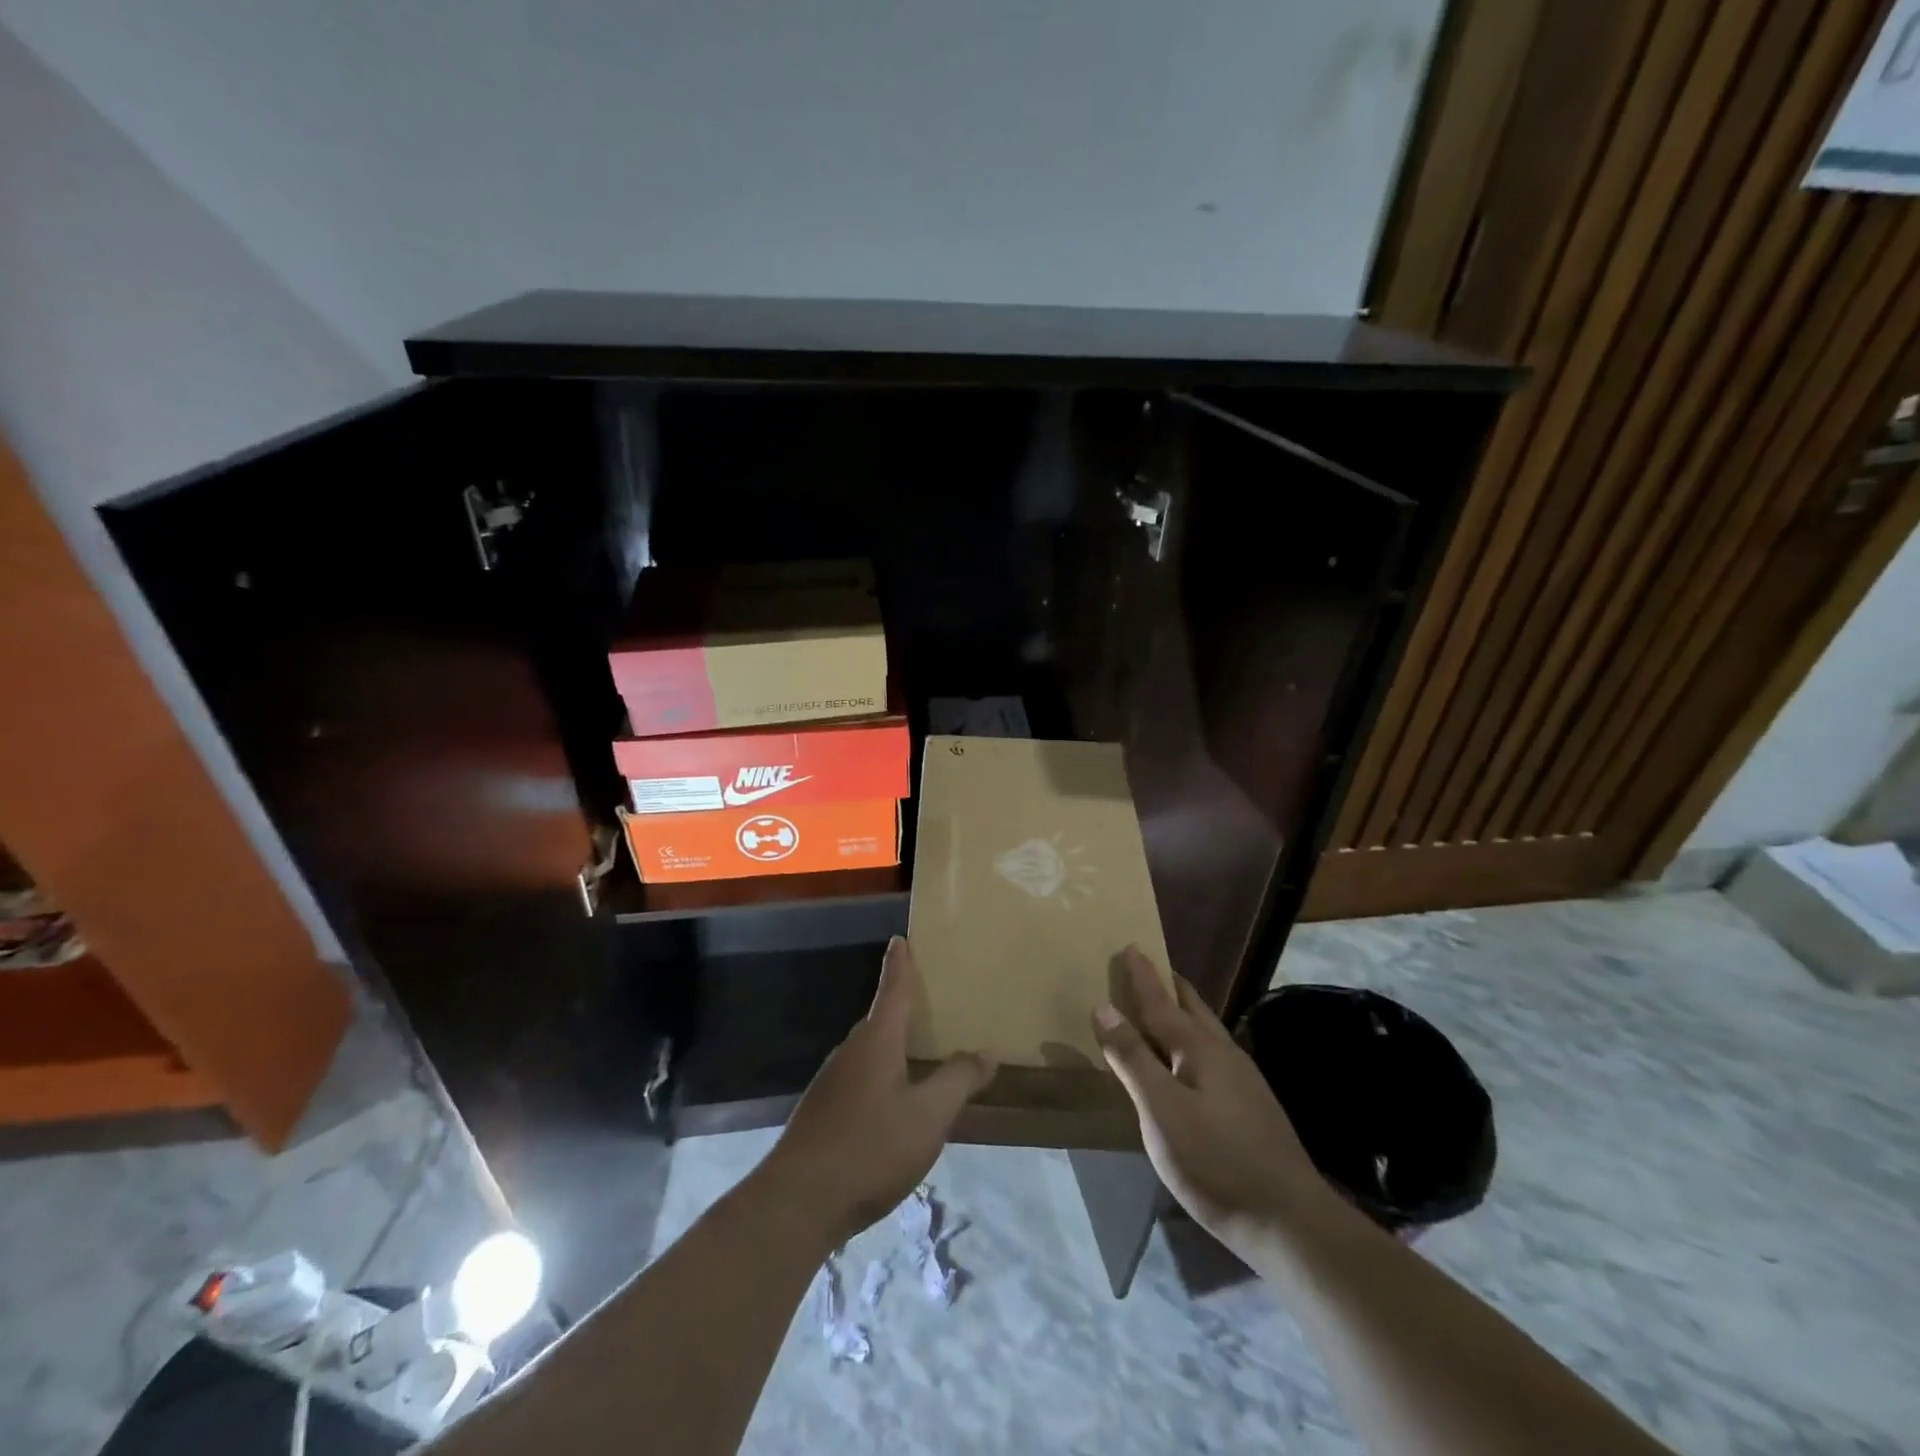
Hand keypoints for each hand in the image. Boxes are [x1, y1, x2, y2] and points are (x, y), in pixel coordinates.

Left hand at [771, 937, 995, 1244]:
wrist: (798, 1203)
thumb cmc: (870, 1148)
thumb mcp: (928, 1116)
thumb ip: (959, 1080)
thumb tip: (987, 1051)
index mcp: (876, 1041)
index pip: (893, 989)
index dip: (900, 964)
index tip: (900, 939)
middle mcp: (851, 1052)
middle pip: (881, 1019)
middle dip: (903, 1007)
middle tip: (932, 1000)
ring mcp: (833, 1083)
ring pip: (871, 1052)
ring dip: (895, 1046)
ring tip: (922, 1052)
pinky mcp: (824, 1113)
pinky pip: (862, 1078)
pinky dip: (883, 1075)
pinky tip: (897, 1103)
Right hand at [1092, 947, 1335, 1256]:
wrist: (1289, 1221)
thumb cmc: (1215, 1161)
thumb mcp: (1161, 1110)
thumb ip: (1132, 1058)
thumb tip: (1104, 1007)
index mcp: (1199, 1048)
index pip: (1161, 1001)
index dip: (1142, 976)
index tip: (1130, 946)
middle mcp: (1223, 1053)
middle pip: (1191, 1007)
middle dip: (1166, 985)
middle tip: (1144, 969)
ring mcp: (1242, 1080)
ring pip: (1204, 1030)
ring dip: (1180, 1012)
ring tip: (1160, 1008)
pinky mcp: (1250, 1105)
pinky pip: (1210, 1054)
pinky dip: (1189, 1041)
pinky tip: (1186, 1062)